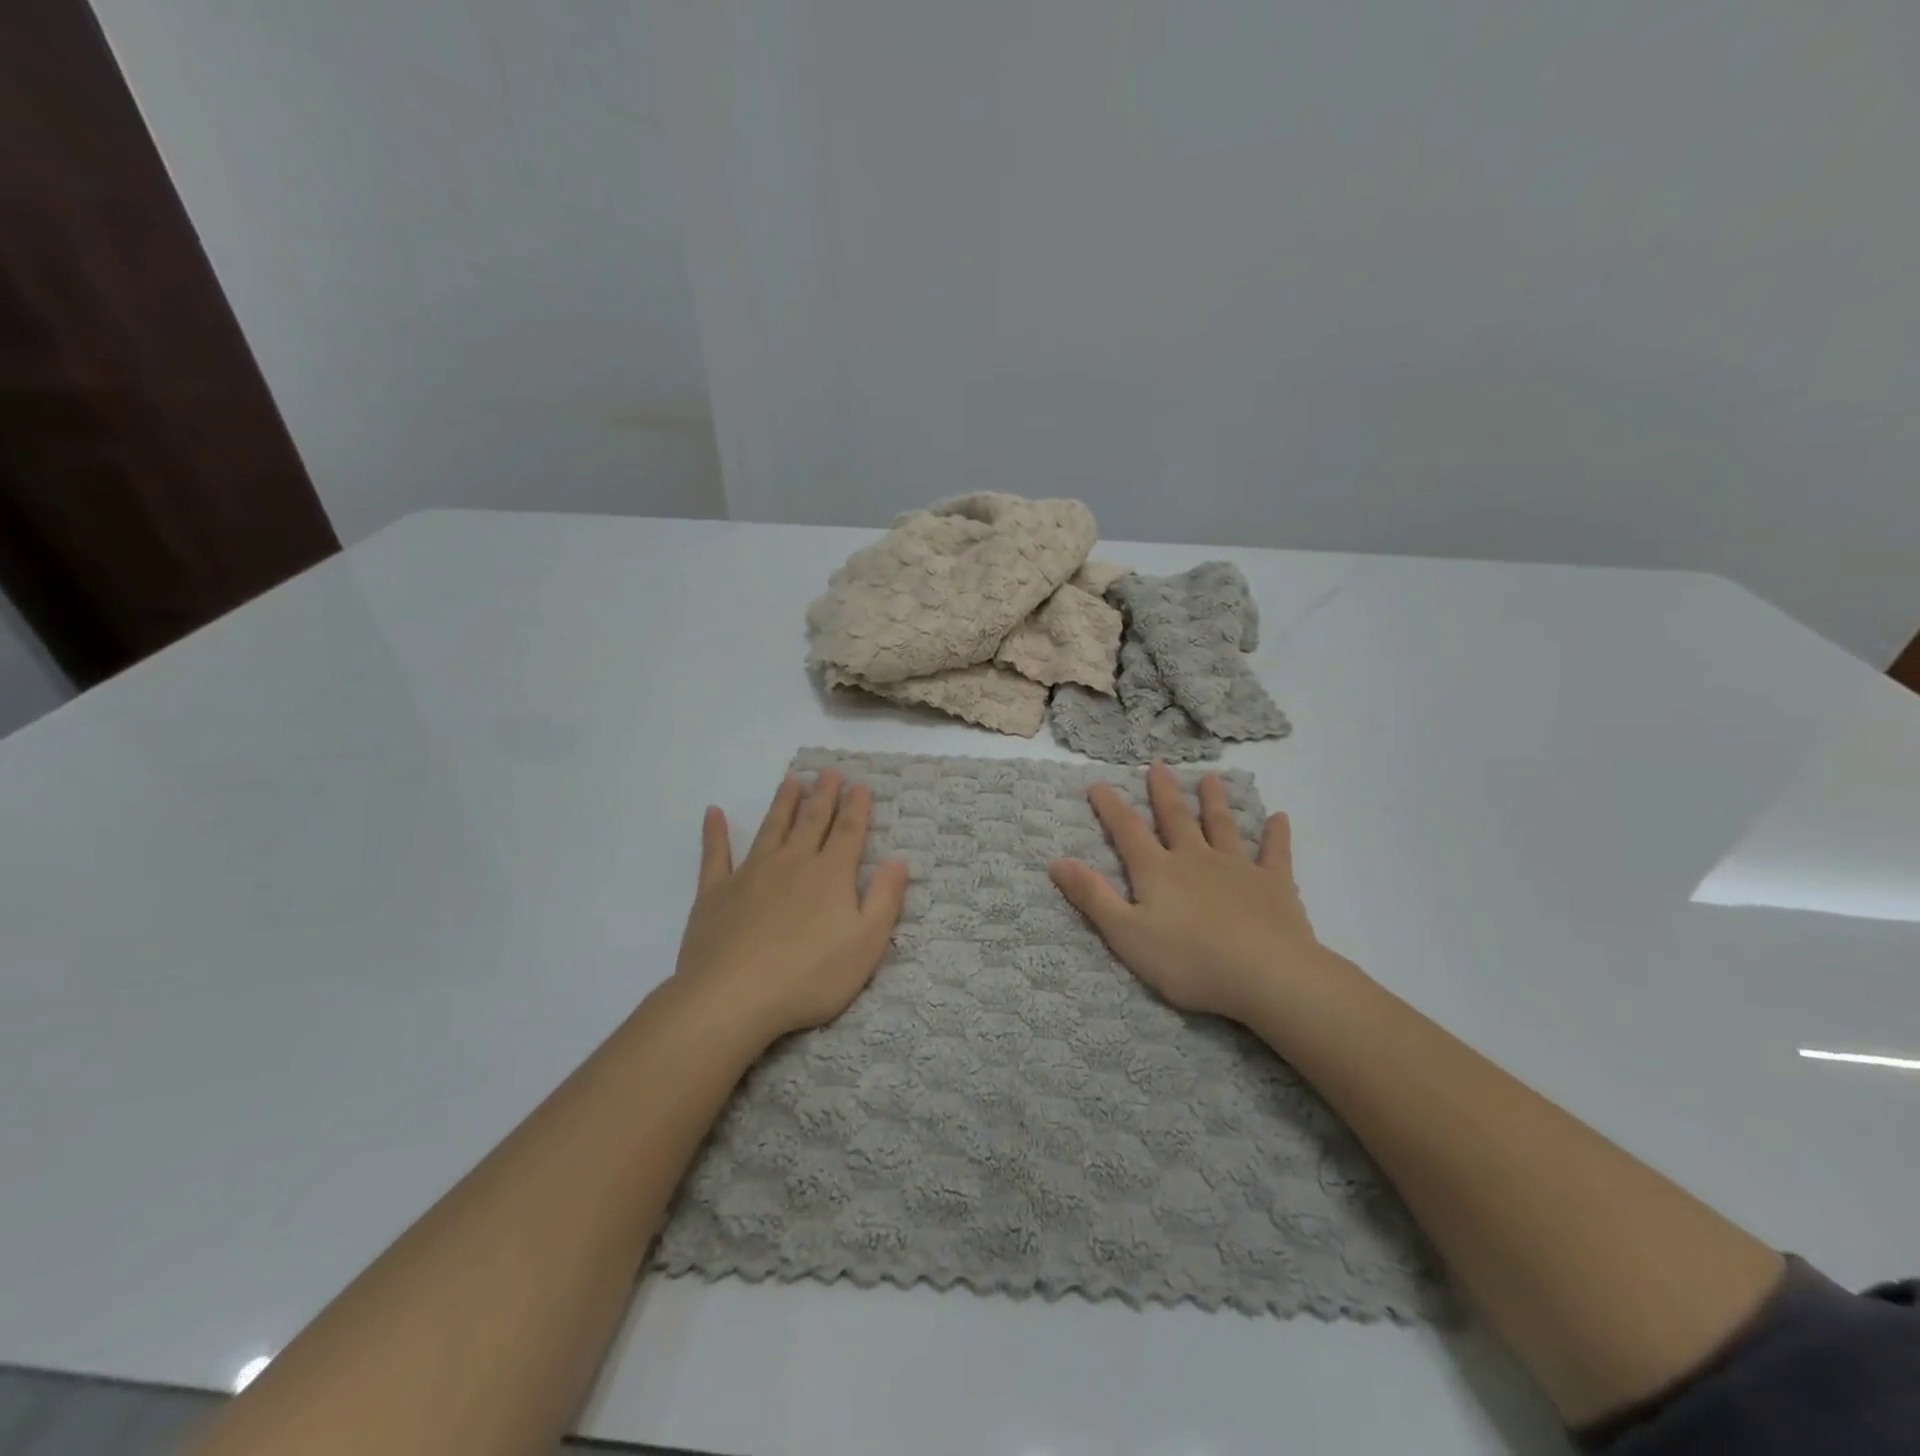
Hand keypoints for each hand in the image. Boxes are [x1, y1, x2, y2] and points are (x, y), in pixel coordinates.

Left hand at [674, 770, 909, 1043]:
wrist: (733, 997)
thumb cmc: (810, 977)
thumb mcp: (866, 944)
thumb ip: (884, 899)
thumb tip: (898, 860)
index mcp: (830, 875)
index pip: (848, 832)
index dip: (856, 808)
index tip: (859, 785)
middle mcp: (792, 863)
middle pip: (812, 822)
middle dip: (823, 796)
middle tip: (828, 771)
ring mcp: (750, 874)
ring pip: (771, 829)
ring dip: (783, 803)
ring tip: (791, 781)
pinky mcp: (715, 892)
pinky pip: (716, 854)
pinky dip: (715, 833)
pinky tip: (713, 813)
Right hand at [1048, 762, 1330, 1023]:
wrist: (1267, 975)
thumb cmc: (1189, 961)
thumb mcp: (1127, 934)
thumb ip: (1093, 897)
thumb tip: (1057, 861)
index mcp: (1158, 871)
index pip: (1128, 831)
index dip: (1111, 807)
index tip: (1098, 784)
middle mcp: (1195, 859)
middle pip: (1176, 819)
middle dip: (1164, 793)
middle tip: (1159, 766)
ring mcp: (1238, 868)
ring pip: (1223, 826)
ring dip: (1215, 802)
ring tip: (1211, 779)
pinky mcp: (1274, 884)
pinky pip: (1275, 853)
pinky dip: (1276, 834)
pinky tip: (1280, 817)